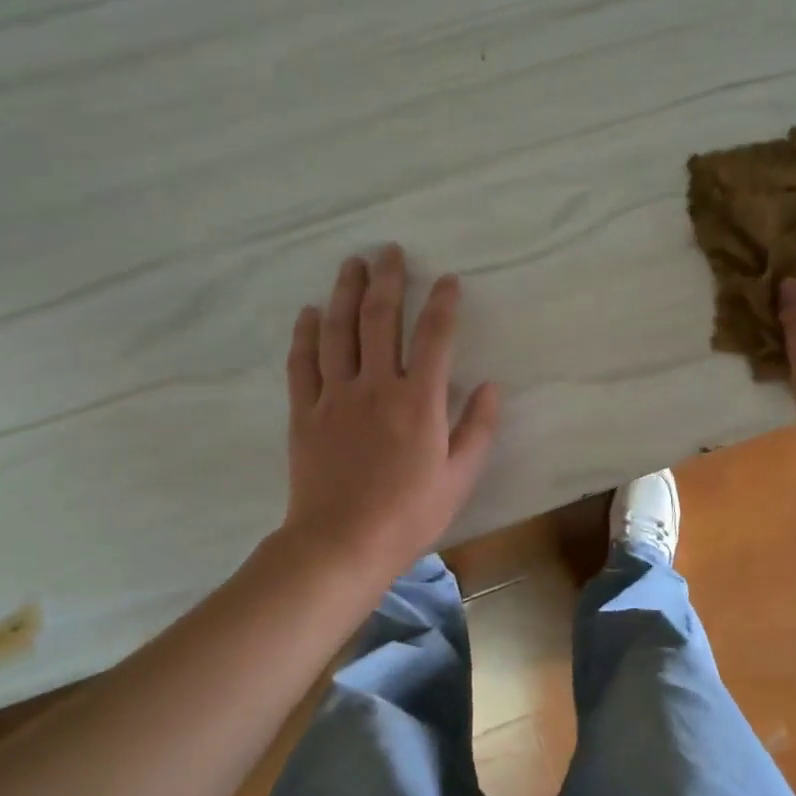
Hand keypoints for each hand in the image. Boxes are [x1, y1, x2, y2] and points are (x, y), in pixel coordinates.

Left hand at [282, 246, 499, 575]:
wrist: (341, 544)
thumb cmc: (408, 515)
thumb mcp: (460, 477)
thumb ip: (479, 428)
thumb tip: (492, 386)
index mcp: (419, 400)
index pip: (435, 337)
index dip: (444, 304)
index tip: (448, 280)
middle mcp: (376, 385)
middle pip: (380, 318)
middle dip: (388, 279)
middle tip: (389, 251)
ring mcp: (335, 396)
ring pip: (338, 331)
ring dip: (345, 293)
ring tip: (351, 264)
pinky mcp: (305, 412)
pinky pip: (302, 363)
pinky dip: (304, 334)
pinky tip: (308, 313)